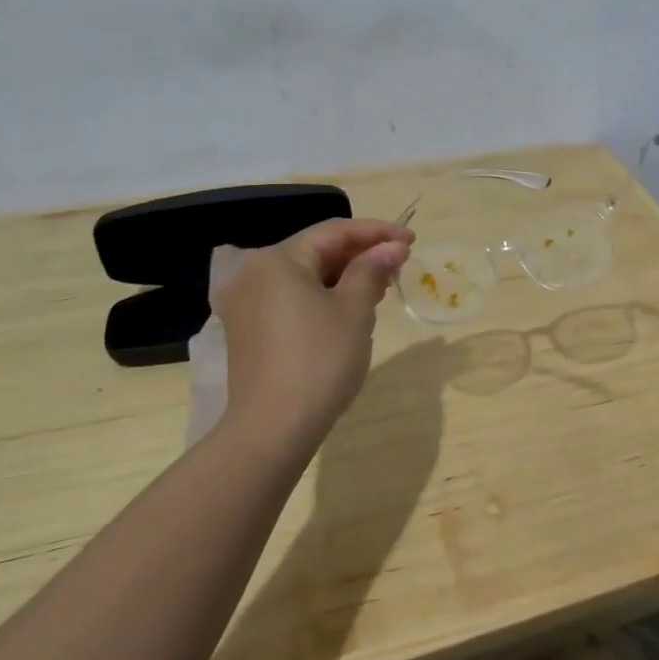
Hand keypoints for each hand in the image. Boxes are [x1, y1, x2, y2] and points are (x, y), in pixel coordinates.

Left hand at [208, 218, 413, 466]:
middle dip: (361, 255)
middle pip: (317, 251)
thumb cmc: (320, 360)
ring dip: (344, 276)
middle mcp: (254, 273)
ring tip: (382, 287)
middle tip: (400, 265)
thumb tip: (393, 247)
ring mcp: (246, 303)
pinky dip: (323, 296)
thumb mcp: (355, 310)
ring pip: (305, 276)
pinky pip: (292, 298)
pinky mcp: (249, 330)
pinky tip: (351, 309)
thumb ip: (373, 270)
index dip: (377, 232)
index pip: (335, 231)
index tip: (411, 240)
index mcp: (278, 259)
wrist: (273, 428)